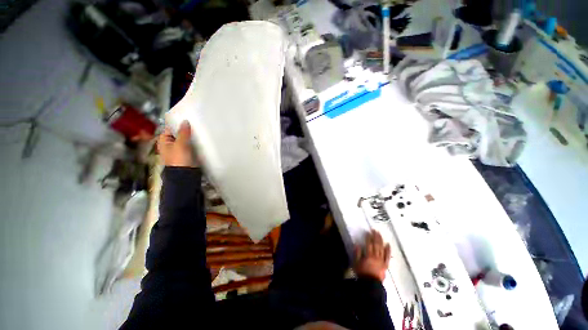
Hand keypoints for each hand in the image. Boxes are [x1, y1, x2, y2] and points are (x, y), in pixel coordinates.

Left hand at [158, 121, 196, 167]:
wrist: (185, 174)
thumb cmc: (179, 159)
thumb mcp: (180, 145)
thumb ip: (183, 133)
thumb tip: (185, 121)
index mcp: (164, 141)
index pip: (169, 128)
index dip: (176, 122)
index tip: (186, 117)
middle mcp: (171, 143)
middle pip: (178, 133)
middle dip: (185, 128)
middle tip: (194, 121)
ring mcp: (180, 148)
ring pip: (185, 138)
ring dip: (191, 134)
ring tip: (199, 127)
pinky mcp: (188, 152)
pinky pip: (191, 143)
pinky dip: (194, 140)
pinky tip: (200, 137)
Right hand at [354, 230, 390, 281]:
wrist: (371, 285)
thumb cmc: (362, 273)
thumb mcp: (356, 263)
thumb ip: (357, 253)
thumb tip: (357, 244)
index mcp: (368, 256)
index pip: (369, 244)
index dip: (368, 238)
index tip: (368, 232)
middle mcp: (376, 257)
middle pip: (376, 245)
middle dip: (375, 237)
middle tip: (375, 230)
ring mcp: (382, 261)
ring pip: (382, 249)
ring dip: (381, 241)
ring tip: (380, 234)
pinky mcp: (385, 265)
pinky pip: (387, 256)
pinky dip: (388, 250)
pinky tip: (388, 244)